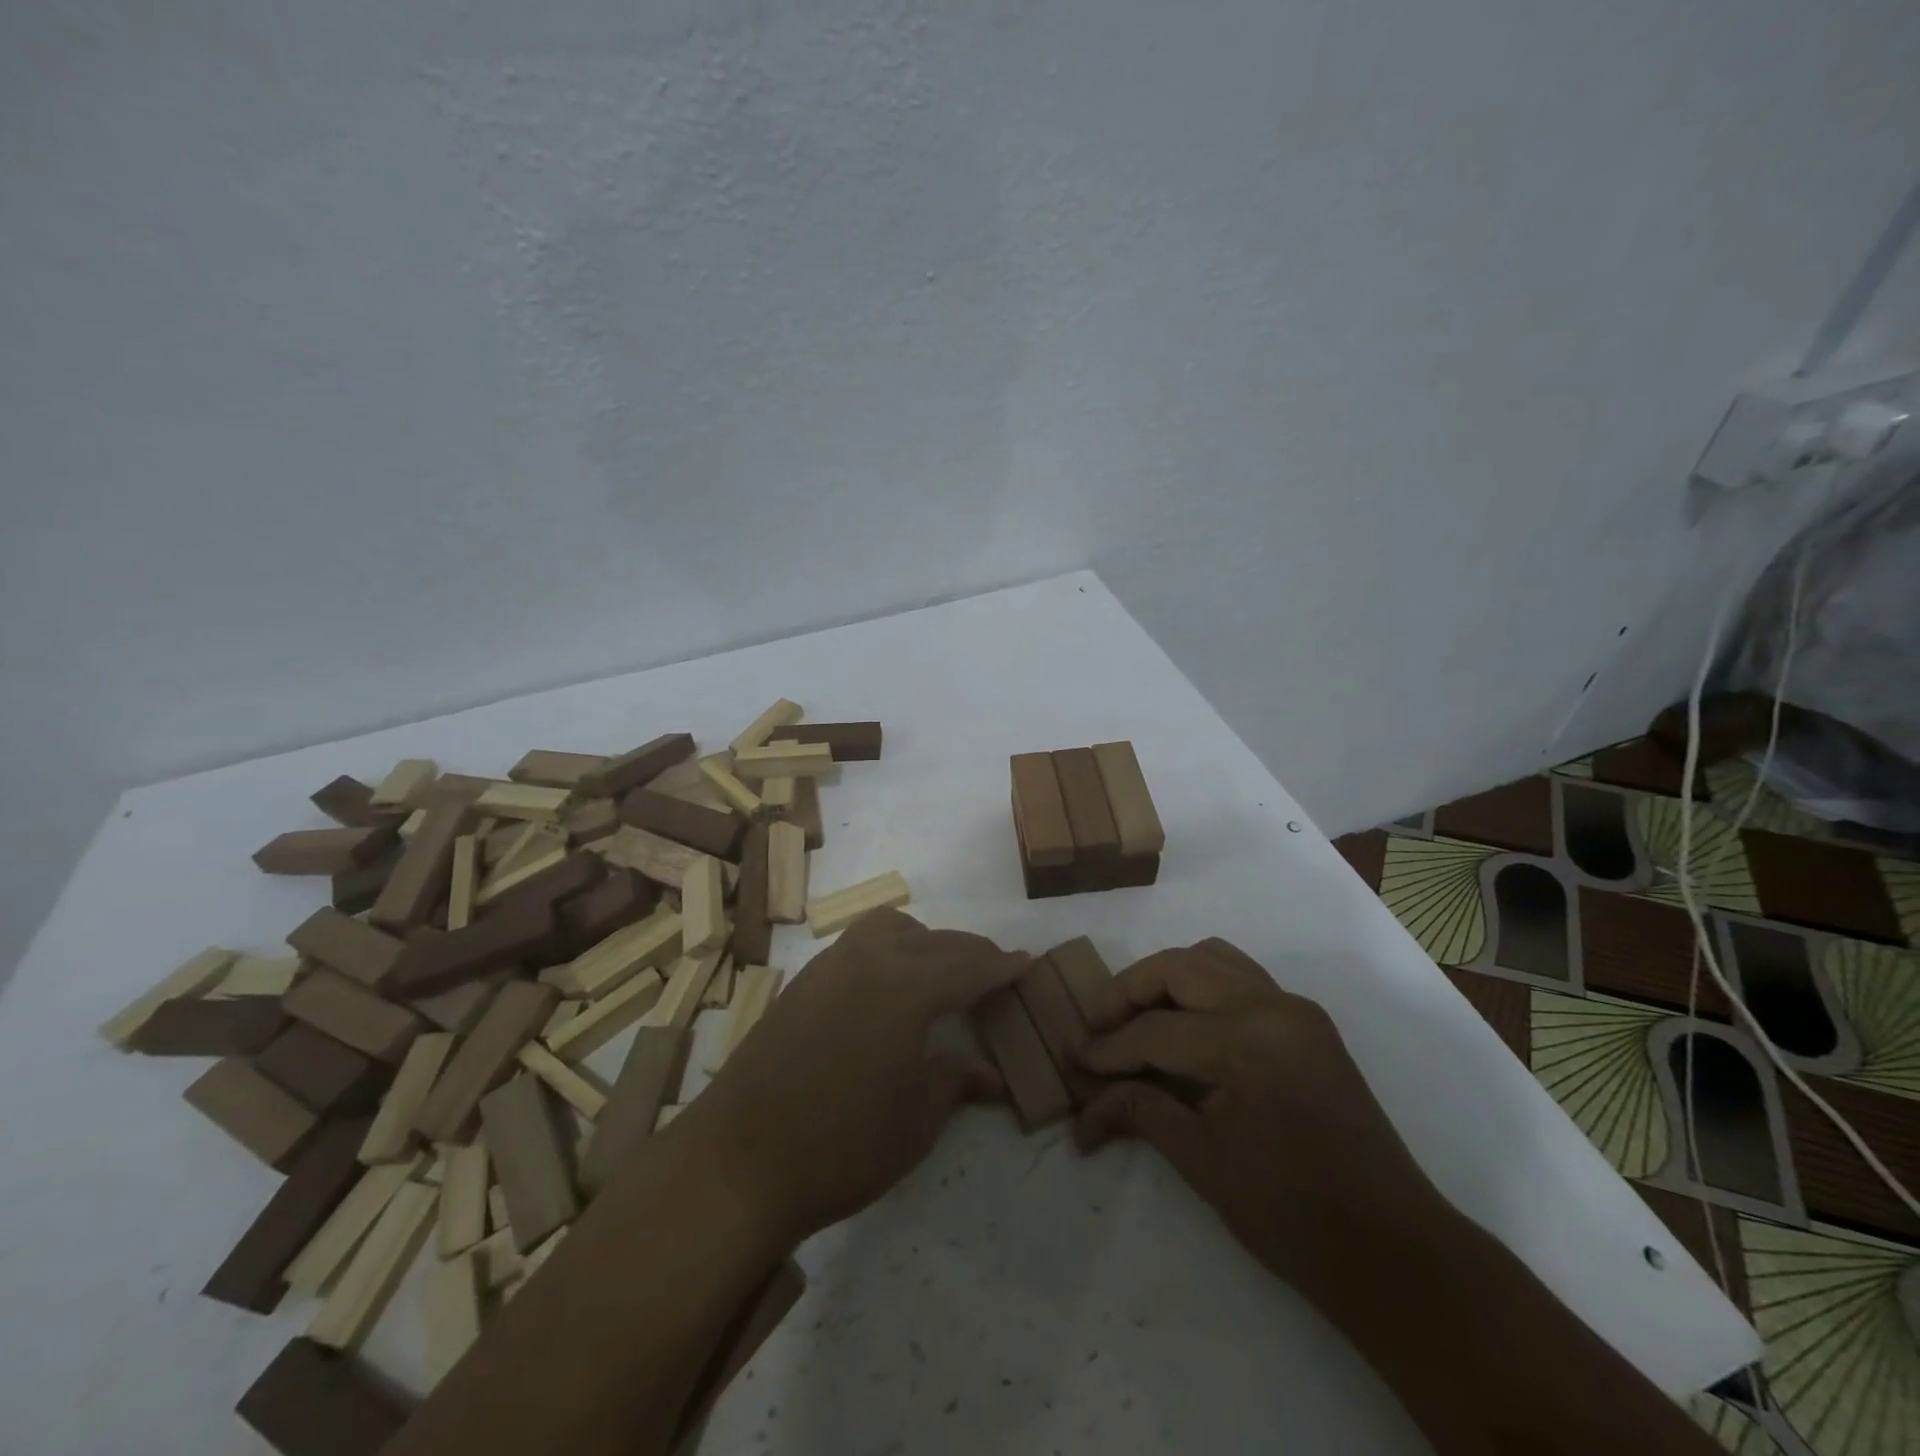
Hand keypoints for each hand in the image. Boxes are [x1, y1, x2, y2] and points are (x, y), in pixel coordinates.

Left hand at [676, 908, 1029, 1246]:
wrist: (737, 1161)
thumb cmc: (841, 1147)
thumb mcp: (914, 1121)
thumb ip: (954, 1082)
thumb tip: (990, 1076)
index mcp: (908, 988)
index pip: (969, 966)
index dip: (1001, 966)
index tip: (1026, 963)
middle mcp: (871, 960)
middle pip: (935, 941)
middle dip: (970, 952)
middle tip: (992, 971)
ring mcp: (830, 965)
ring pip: (890, 927)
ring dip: (923, 939)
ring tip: (937, 971)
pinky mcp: (802, 981)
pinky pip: (857, 943)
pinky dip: (887, 948)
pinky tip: (887, 985)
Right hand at [1074, 939, 1446, 1281]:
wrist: (1393, 1251)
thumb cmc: (1292, 1216)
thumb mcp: (1204, 1164)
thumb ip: (1140, 1113)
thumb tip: (1084, 1105)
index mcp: (1247, 1041)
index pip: (1156, 1031)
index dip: (1108, 1047)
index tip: (1072, 1058)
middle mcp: (1271, 1006)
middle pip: (1179, 968)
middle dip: (1128, 992)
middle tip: (1098, 1027)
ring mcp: (1294, 1008)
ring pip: (1212, 958)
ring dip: (1166, 978)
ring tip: (1137, 1017)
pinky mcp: (1306, 1022)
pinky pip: (1241, 977)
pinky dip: (1203, 986)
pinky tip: (1185, 1024)